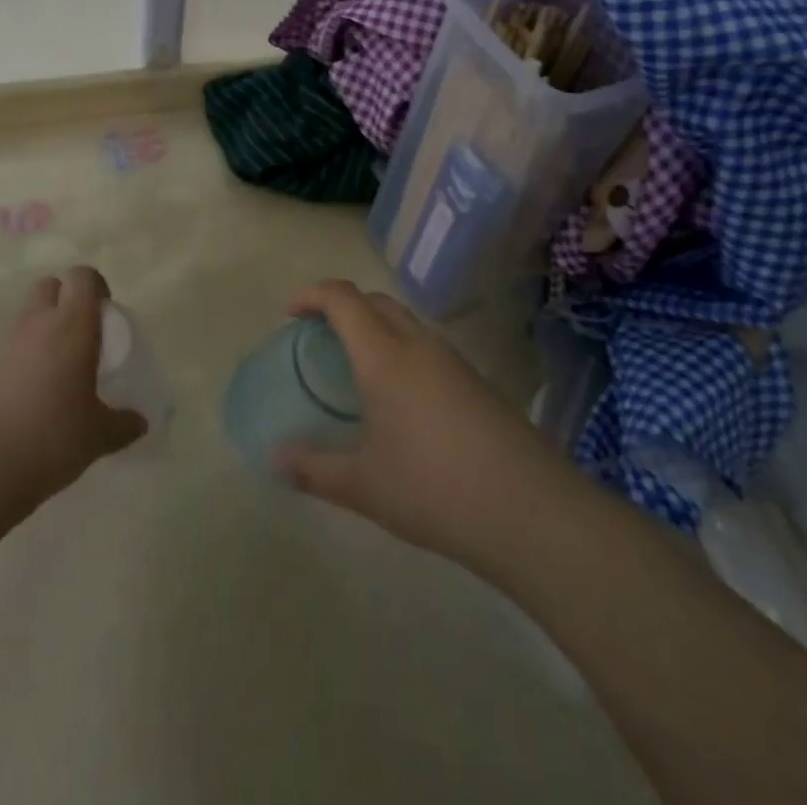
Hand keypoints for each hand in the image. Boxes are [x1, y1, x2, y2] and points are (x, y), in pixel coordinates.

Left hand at [0, 267, 146, 510]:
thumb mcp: (98, 436)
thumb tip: (140, 423)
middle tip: (82, 336)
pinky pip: (8, 347)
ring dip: (42, 329)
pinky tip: (30, 395)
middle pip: (50, 286)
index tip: (106, 313)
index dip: (96, 287)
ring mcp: (4, 343)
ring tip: (57, 371)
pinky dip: (22, 357)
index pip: (82, 277)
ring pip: (27, 316)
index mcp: (72, 325)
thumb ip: (122, 424)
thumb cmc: (50, 438)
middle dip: (66, 300)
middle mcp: (37, 323)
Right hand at [276, 281, 558, 573]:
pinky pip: (427, 347)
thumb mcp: (363, 485)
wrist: (532, 512)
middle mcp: (418, 344)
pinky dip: (401, 351)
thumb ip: (313, 469)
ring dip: (375, 327)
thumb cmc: (433, 489)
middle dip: (343, 306)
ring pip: (405, 322)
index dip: (313, 295)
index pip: (343, 298)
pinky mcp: (477, 382)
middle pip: (375, 301)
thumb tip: (275, 458)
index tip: (291, 312)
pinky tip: (400, 398)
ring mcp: (453, 361)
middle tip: (320, 335)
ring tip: (356, 367)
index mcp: (383, 355)